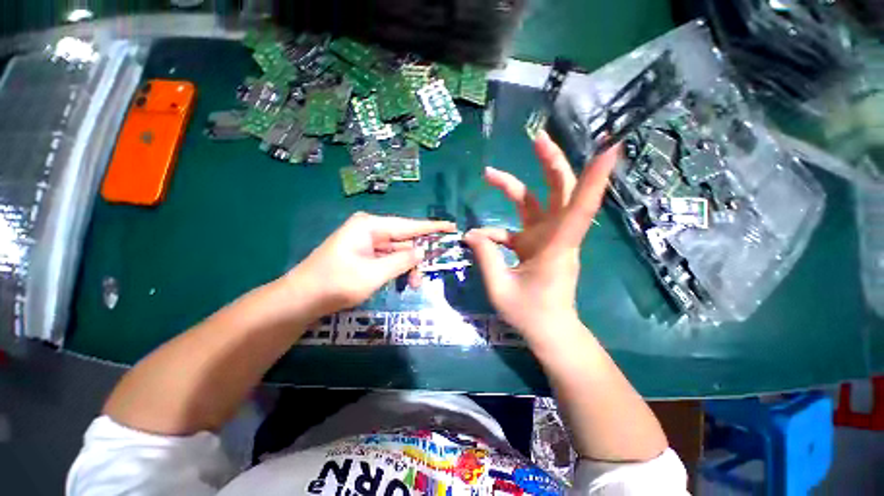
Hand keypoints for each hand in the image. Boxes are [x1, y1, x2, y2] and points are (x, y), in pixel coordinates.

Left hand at [286, 212, 454, 314]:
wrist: (301, 299)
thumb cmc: (336, 284)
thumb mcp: (374, 274)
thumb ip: (402, 261)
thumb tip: (422, 251)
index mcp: (370, 226)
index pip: (409, 225)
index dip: (432, 227)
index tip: (451, 226)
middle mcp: (369, 229)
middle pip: (403, 240)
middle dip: (416, 258)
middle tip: (424, 277)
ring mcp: (365, 242)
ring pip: (396, 252)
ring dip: (406, 267)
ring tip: (412, 285)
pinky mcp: (363, 254)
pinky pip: (387, 258)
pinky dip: (396, 269)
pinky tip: (401, 281)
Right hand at [464, 131, 618, 340]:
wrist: (549, 331)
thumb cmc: (531, 314)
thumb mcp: (500, 288)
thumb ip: (486, 257)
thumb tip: (471, 234)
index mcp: (556, 246)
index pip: (580, 206)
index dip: (595, 176)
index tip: (609, 144)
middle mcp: (556, 236)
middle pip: (561, 191)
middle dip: (551, 162)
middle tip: (536, 139)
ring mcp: (546, 239)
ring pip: (535, 203)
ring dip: (514, 186)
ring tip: (489, 175)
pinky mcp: (536, 245)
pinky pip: (517, 226)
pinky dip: (497, 228)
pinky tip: (480, 235)